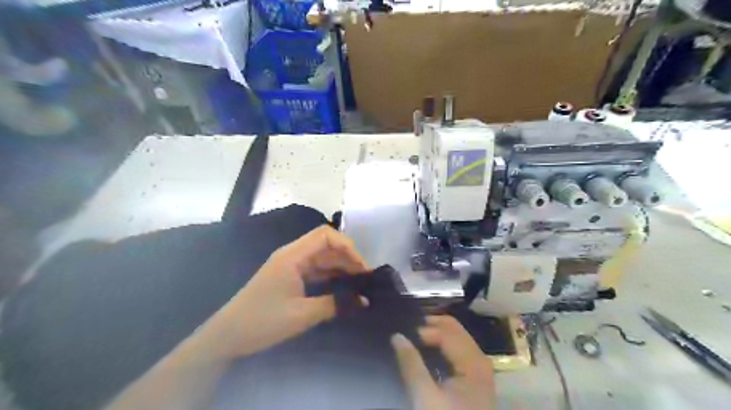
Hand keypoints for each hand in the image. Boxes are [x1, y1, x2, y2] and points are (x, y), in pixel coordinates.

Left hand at [201, 225, 368, 359]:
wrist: (228, 336)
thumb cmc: (263, 321)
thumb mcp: (302, 314)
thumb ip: (335, 304)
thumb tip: (363, 301)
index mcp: (293, 256)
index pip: (325, 236)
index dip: (347, 246)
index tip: (361, 266)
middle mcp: (293, 255)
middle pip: (326, 246)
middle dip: (348, 258)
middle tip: (366, 278)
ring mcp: (291, 266)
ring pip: (322, 258)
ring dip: (341, 268)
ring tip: (360, 283)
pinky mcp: (290, 278)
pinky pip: (316, 271)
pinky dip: (331, 276)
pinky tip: (344, 287)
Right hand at [395, 316, 495, 408]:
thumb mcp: (425, 398)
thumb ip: (411, 364)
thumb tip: (397, 336)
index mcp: (472, 362)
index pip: (446, 332)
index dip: (424, 330)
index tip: (404, 335)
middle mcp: (479, 358)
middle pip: (455, 329)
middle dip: (431, 325)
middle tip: (408, 328)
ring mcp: (479, 366)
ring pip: (457, 336)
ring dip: (437, 332)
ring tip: (415, 336)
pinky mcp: (475, 375)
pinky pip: (459, 347)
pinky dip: (443, 343)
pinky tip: (429, 349)